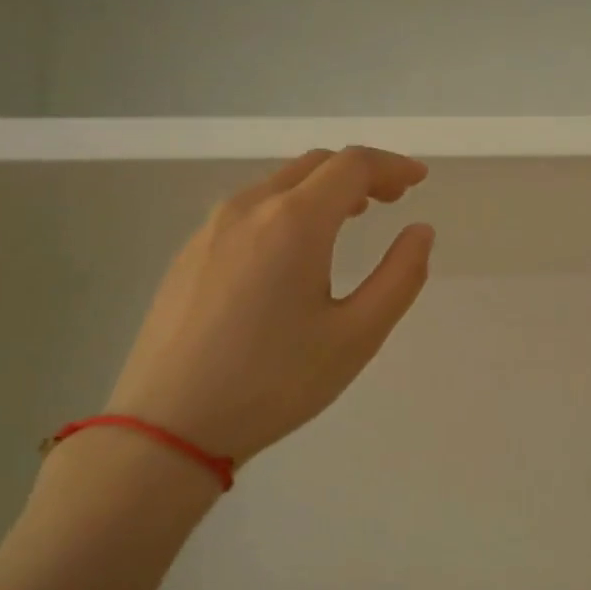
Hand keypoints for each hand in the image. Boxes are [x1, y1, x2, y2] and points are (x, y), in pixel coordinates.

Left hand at [104, 147, 434, 462]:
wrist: (169, 424)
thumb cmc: (274, 382)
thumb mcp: (356, 336)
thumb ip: (400, 277)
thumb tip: (420, 232)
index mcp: (294, 222)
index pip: (352, 165)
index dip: (392, 165)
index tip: (419, 179)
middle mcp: (248, 208)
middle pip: (313, 165)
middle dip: (359, 173)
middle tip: (393, 198)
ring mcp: (210, 229)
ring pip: (277, 184)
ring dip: (321, 189)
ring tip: (350, 217)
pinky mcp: (189, 254)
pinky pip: (249, 210)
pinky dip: (287, 209)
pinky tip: (294, 249)